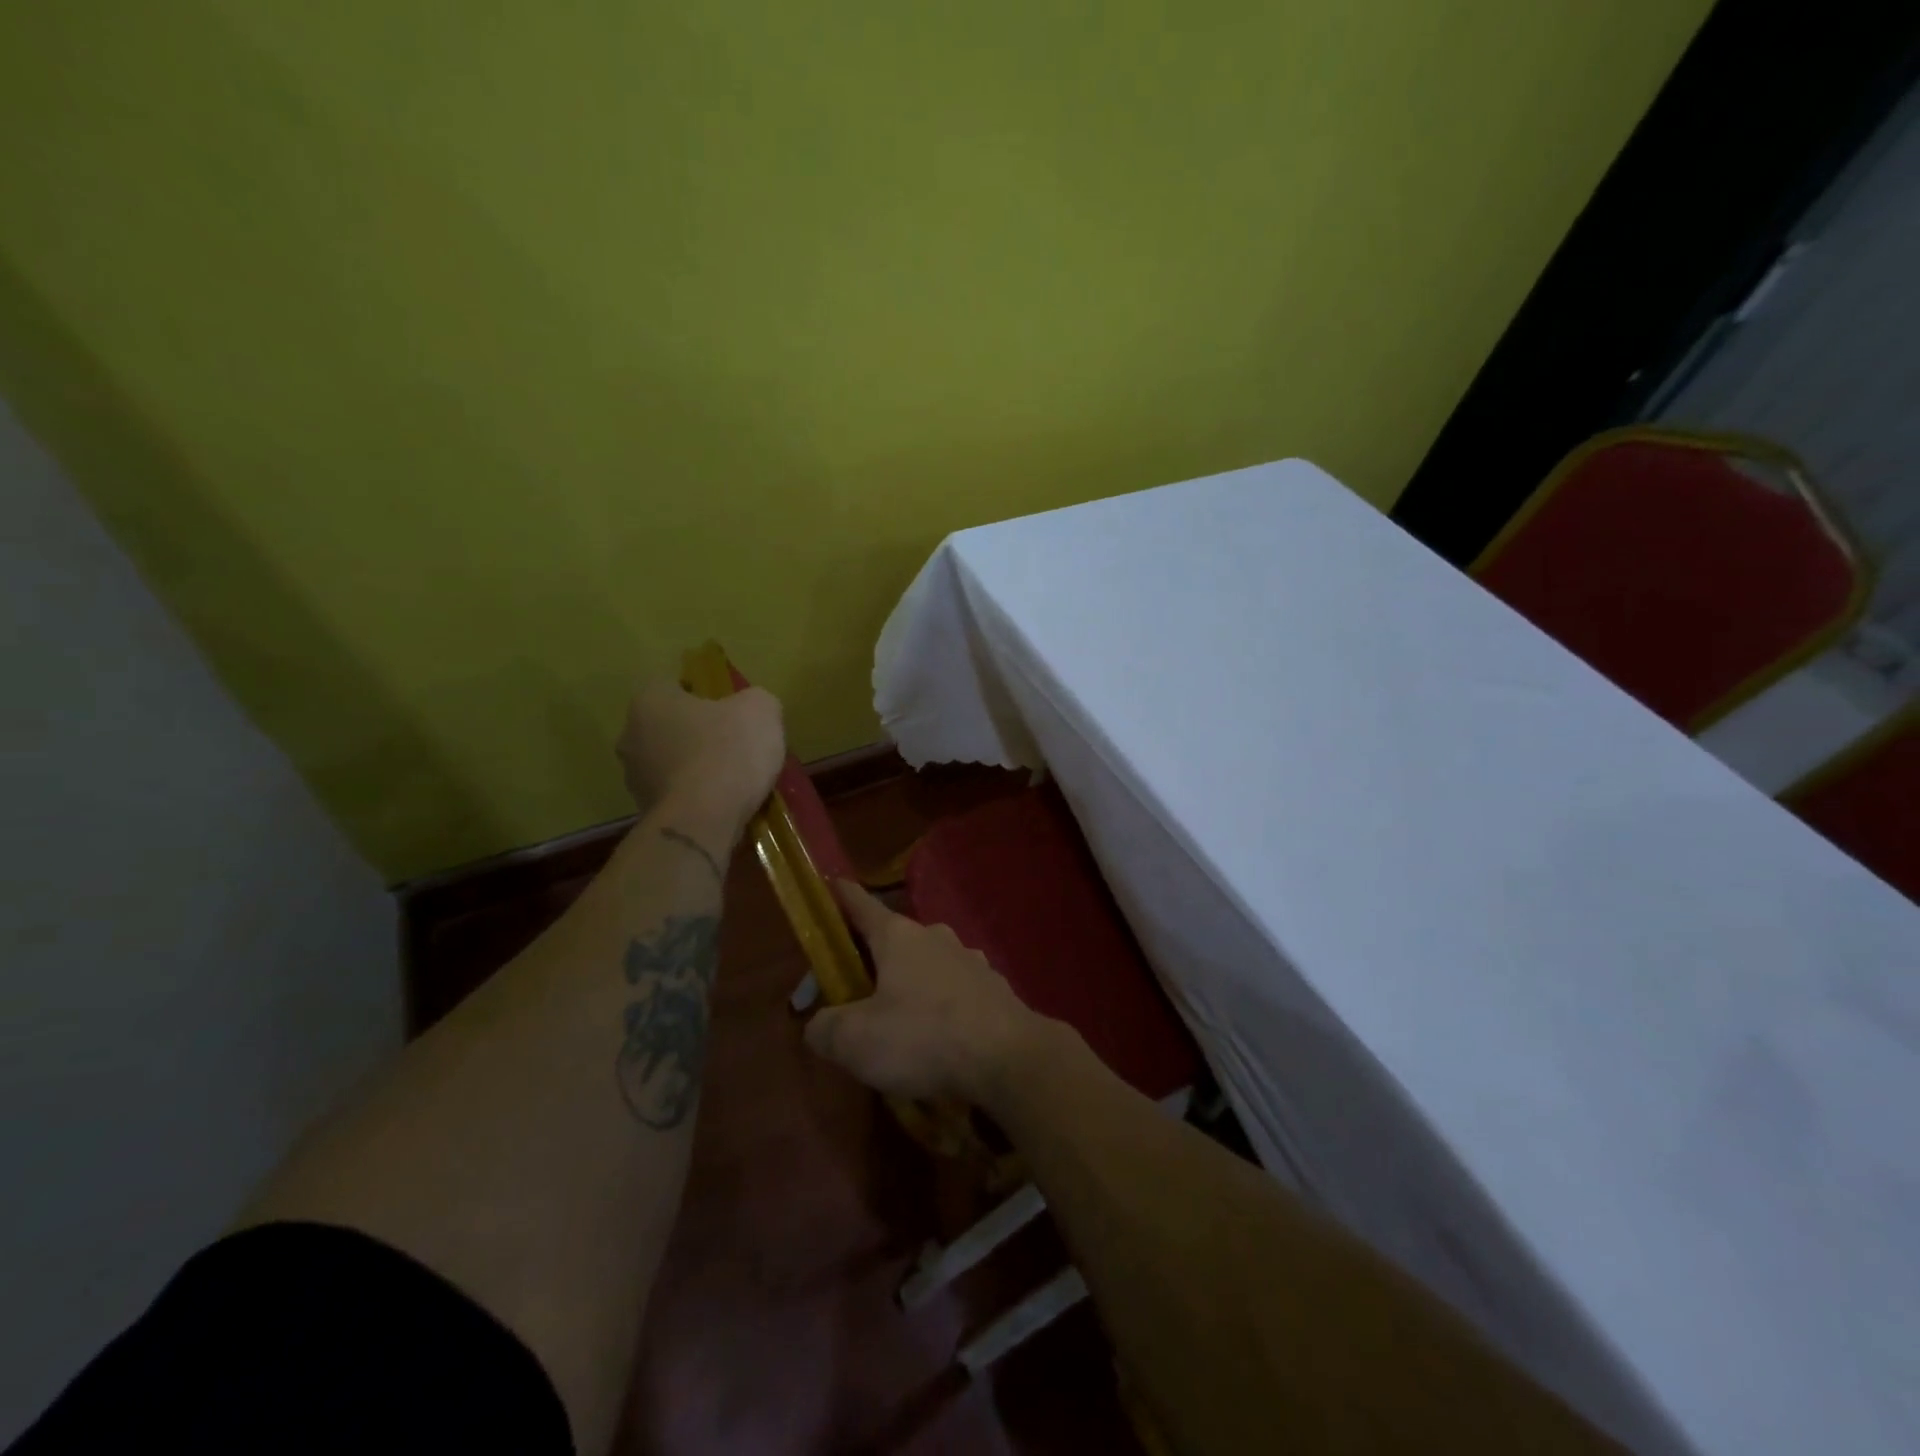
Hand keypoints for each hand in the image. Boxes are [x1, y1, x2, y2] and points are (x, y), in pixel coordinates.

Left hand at [616, 679, 784, 840]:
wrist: (703, 821)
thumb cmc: (728, 752)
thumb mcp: (761, 710)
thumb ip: (756, 700)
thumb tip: (751, 709)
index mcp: (650, 701)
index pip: (671, 685)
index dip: (702, 693)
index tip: (728, 709)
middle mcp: (631, 736)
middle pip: (669, 726)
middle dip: (697, 733)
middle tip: (734, 743)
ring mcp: (634, 778)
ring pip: (671, 762)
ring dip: (696, 767)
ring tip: (733, 780)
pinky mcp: (646, 812)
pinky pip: (677, 795)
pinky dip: (696, 797)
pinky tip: (724, 804)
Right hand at [804, 880, 1056, 1109]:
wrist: (1009, 1057)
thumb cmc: (923, 1037)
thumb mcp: (854, 1041)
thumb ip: (825, 1028)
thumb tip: (819, 1025)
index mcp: (898, 936)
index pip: (860, 904)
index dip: (841, 896)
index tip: (832, 883)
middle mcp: (934, 936)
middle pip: (893, 939)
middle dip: (871, 959)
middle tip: (853, 993)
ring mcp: (969, 959)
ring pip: (926, 964)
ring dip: (909, 984)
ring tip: (898, 1022)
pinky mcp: (993, 987)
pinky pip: (954, 991)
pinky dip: (940, 1006)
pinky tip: (938, 1038)